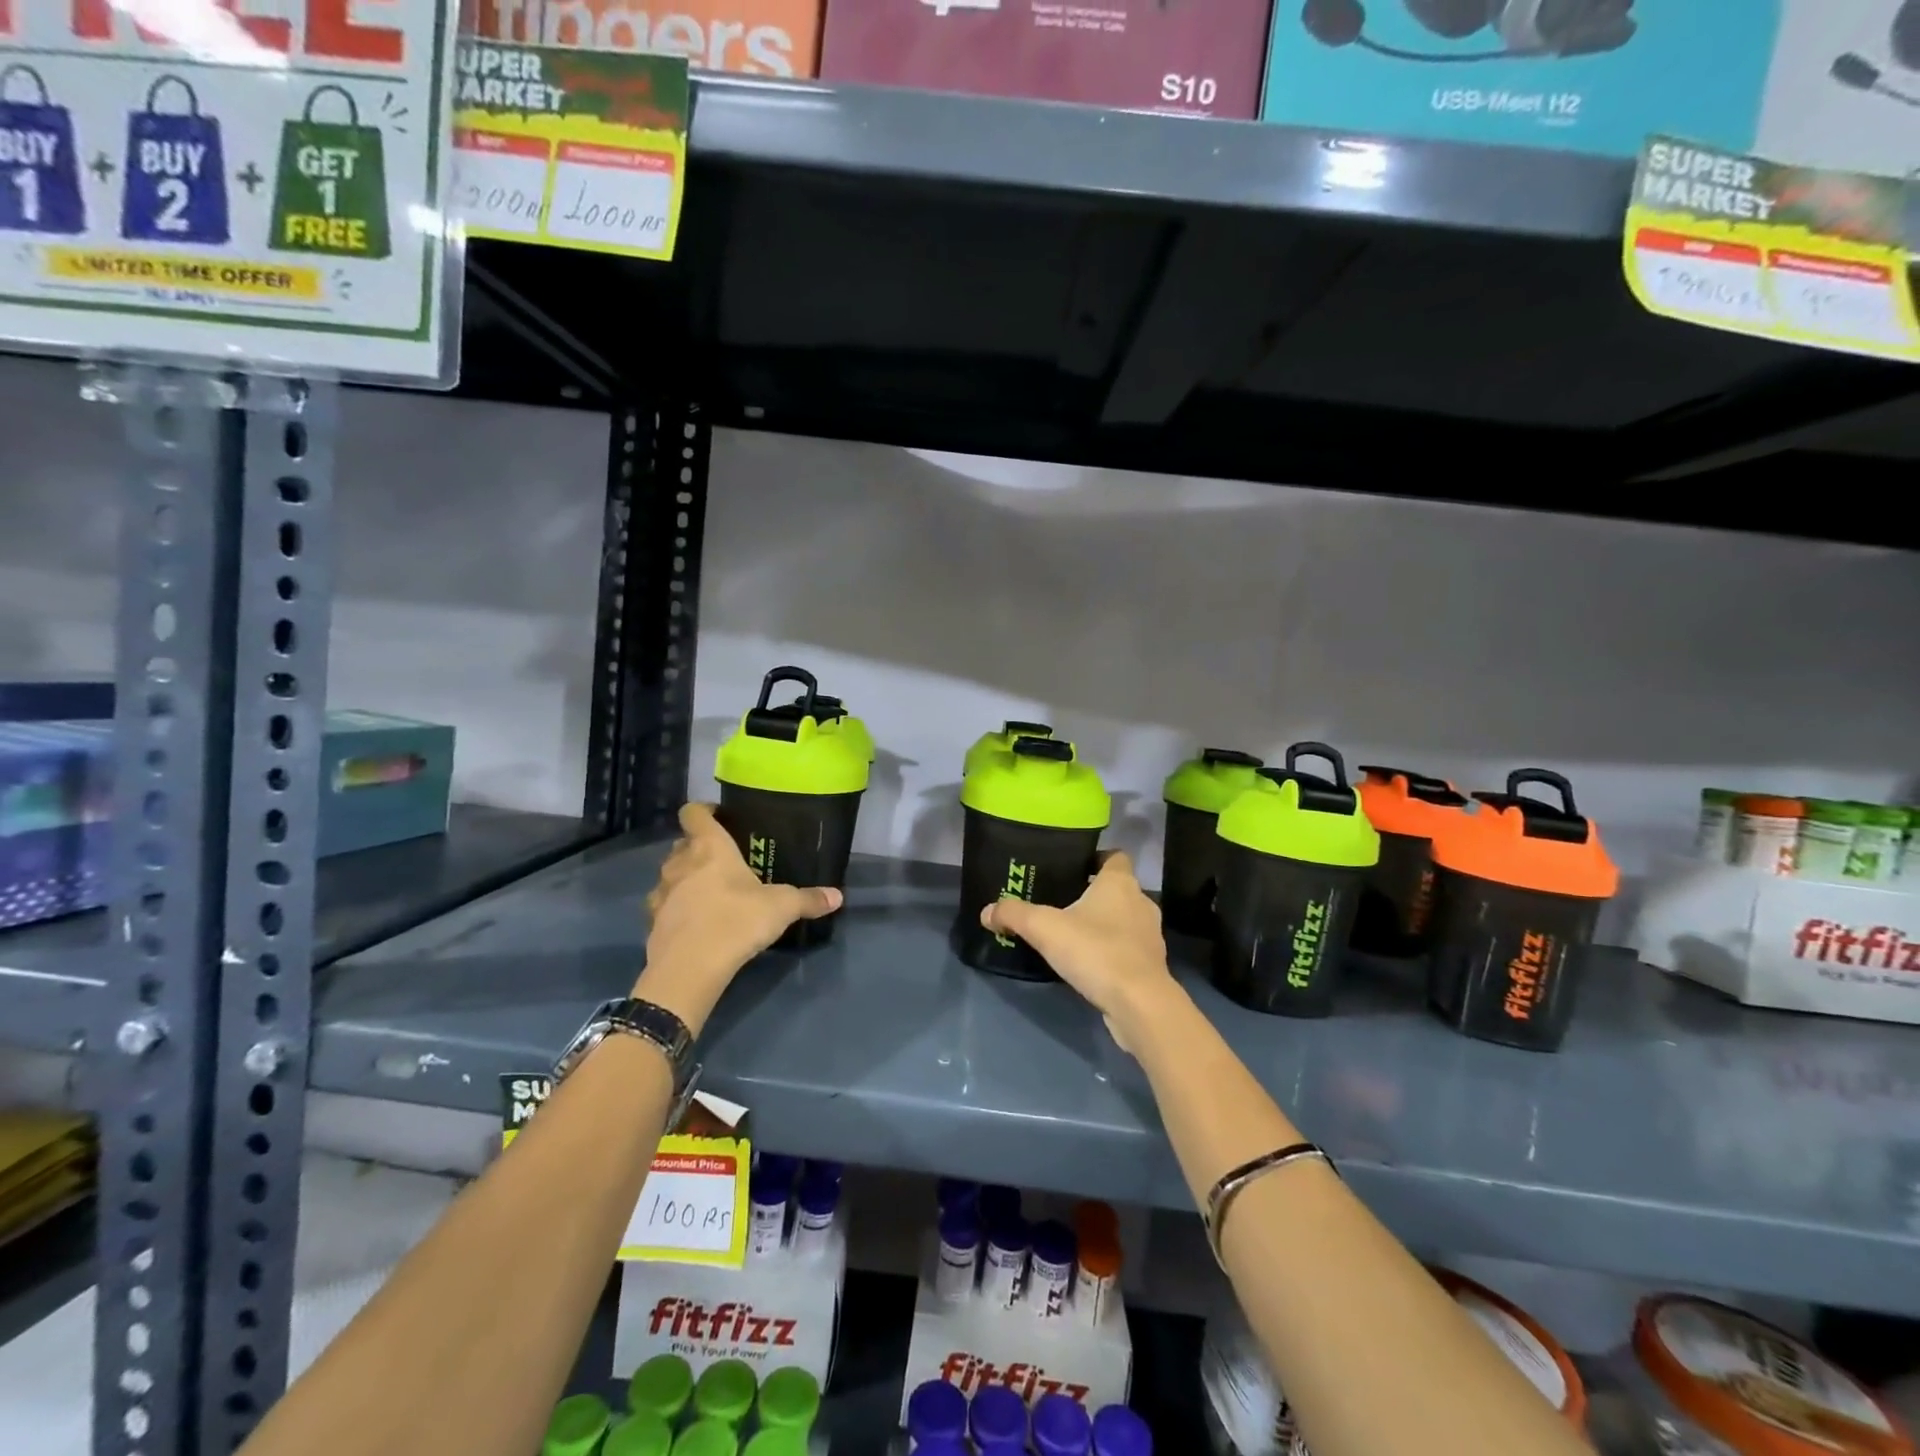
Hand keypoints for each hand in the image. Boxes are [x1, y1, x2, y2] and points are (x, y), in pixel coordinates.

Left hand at [637, 802, 842, 1034]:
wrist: (690, 968)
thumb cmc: (737, 920)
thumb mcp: (782, 908)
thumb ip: (808, 899)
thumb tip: (837, 896)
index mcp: (709, 847)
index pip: (694, 812)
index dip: (704, 811)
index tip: (721, 818)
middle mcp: (680, 862)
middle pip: (683, 843)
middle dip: (699, 848)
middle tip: (725, 861)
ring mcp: (661, 891)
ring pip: (671, 873)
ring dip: (686, 878)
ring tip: (710, 893)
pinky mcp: (651, 920)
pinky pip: (664, 904)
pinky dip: (677, 908)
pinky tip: (696, 922)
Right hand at [980, 851, 1178, 1053]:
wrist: (1139, 1004)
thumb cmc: (1095, 951)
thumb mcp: (1044, 928)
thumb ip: (1014, 915)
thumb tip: (986, 911)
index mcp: (1120, 883)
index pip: (1115, 856)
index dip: (1095, 859)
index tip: (1071, 869)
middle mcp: (1140, 902)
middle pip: (1117, 888)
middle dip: (1092, 894)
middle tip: (1060, 903)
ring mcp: (1150, 935)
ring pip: (1123, 919)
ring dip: (1102, 924)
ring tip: (1071, 935)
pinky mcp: (1151, 965)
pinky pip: (1127, 948)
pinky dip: (1111, 951)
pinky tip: (1088, 964)